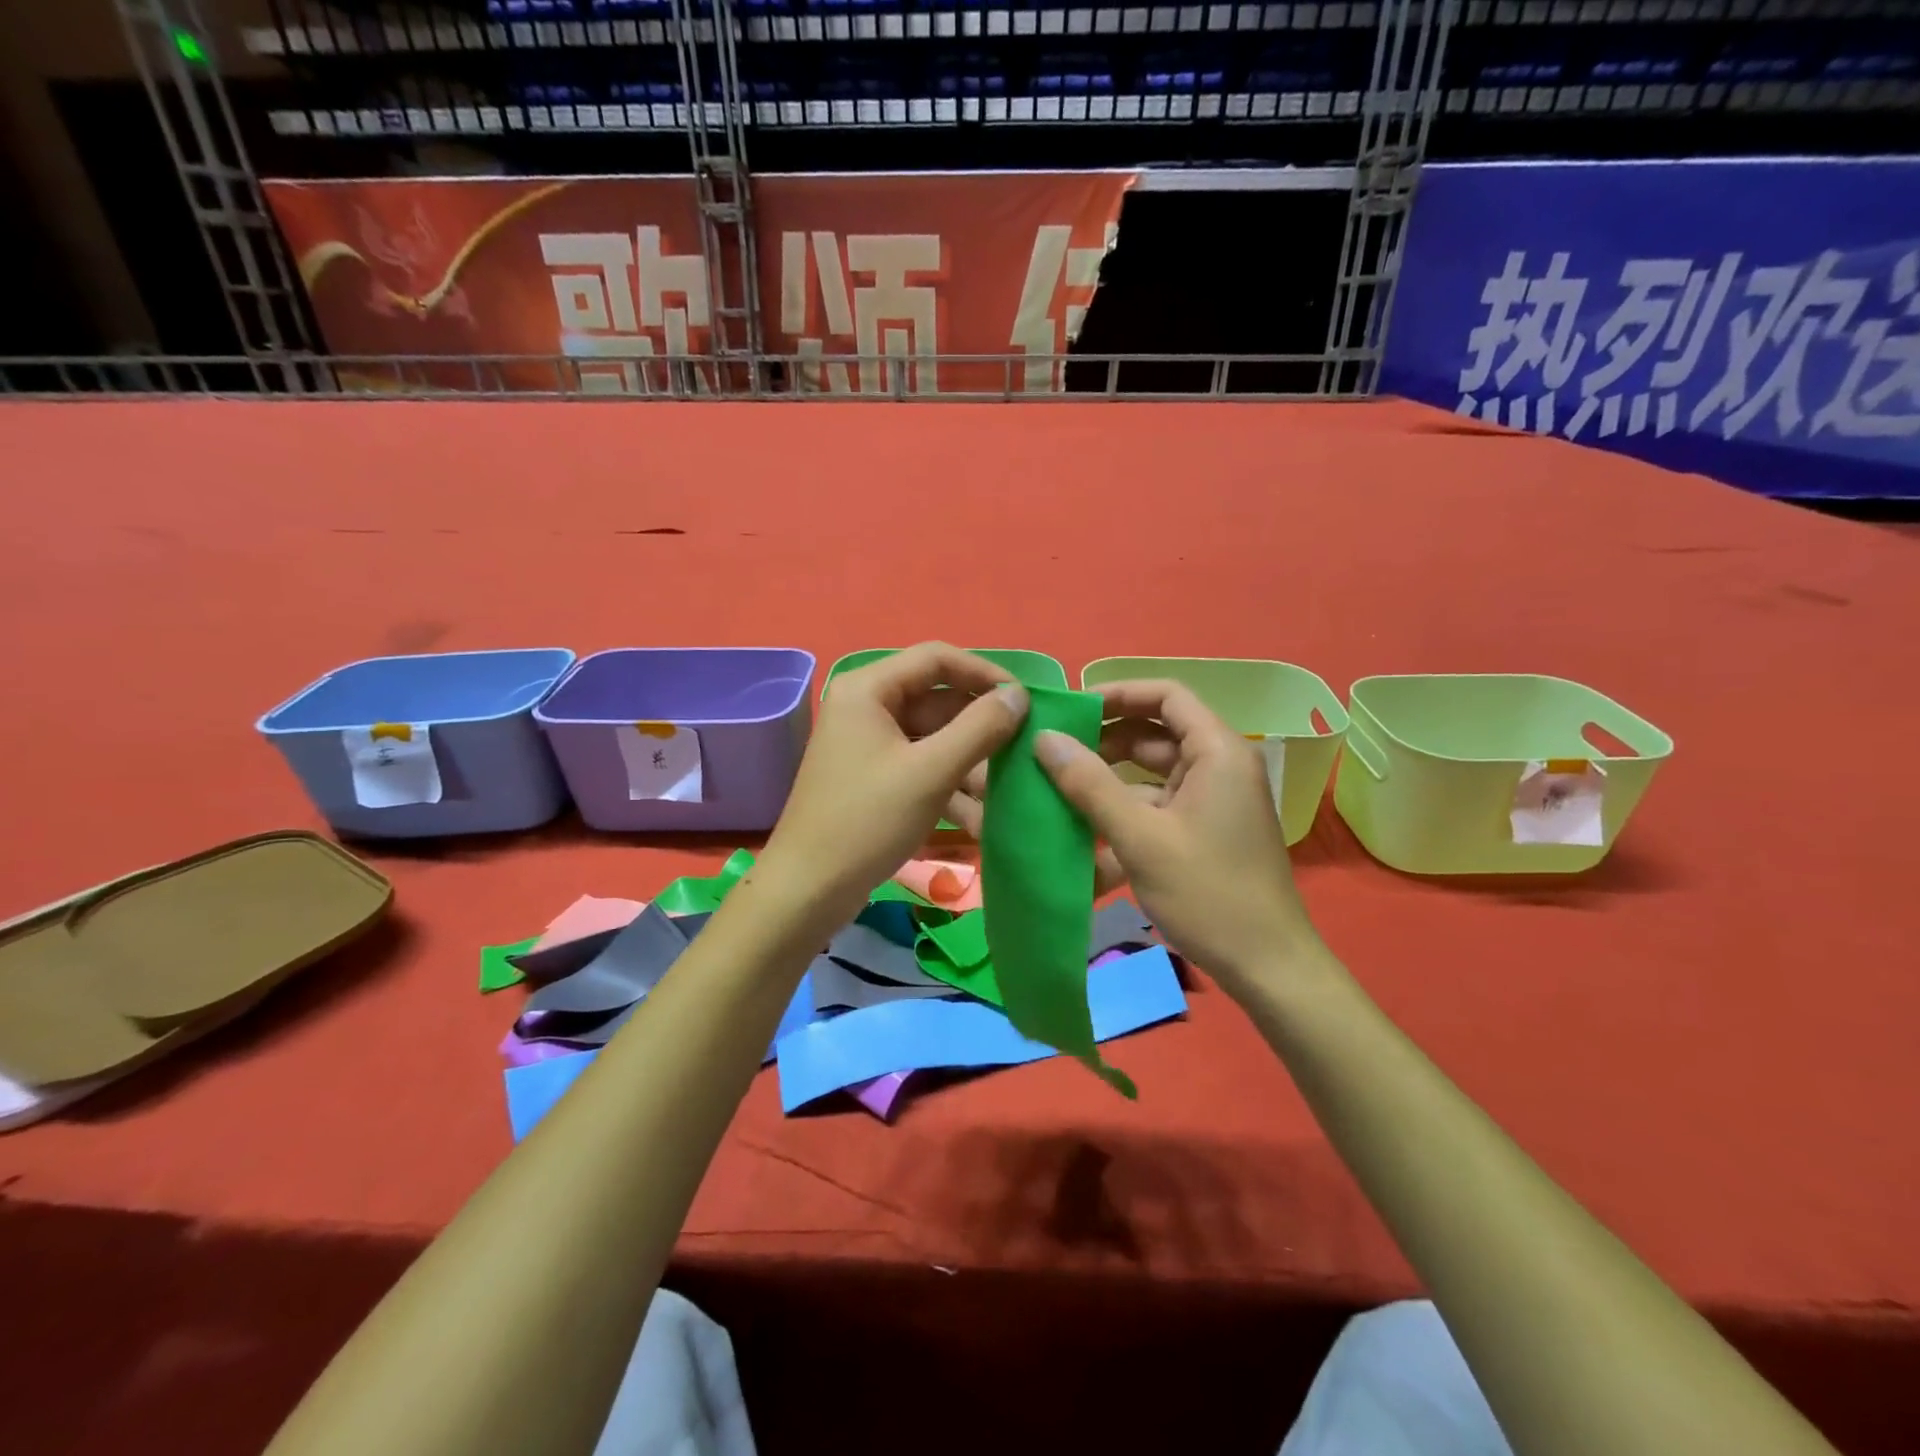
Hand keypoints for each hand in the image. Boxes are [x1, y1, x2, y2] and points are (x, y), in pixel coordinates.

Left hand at [756, 643, 1027, 926]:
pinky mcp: (873, 778)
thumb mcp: (931, 771)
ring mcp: (868, 745)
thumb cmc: (868, 821)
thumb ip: (980, 727)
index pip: (937, 658)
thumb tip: (1018, 694)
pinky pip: (921, 766)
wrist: (808, 889)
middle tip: (1023, 752)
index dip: (984, 673)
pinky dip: (949, 786)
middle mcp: (866, 707)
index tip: (1025, 700)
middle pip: (937, 700)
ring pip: (934, 738)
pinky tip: (981, 818)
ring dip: (970, 764)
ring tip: (1006, 793)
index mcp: (869, 689)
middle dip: (980, 729)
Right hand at [1026, 679, 1321, 992]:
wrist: (1267, 966)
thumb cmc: (1208, 893)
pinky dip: (1125, 808)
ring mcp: (1212, 800)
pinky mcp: (1204, 829)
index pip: (1166, 696)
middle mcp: (1219, 766)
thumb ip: (1090, 785)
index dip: (1118, 693)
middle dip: (1105, 737)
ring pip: (1153, 771)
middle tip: (1054, 749)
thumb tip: (1045, 739)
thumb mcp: (1141, 837)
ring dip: (1110, 776)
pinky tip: (1085, 826)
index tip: (1070, 708)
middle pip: (1156, 732)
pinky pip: (1158, 803)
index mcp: (1217, 752)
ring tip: (1058, 784)